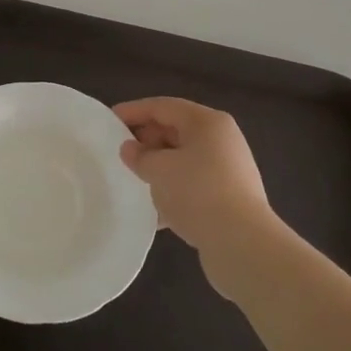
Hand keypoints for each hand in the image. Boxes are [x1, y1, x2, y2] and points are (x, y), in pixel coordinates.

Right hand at [114, 98, 284, 294]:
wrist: (242, 244)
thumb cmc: (197, 193)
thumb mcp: (158, 169)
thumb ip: (139, 155)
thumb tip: (130, 149)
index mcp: (207, 122)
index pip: (163, 106)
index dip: (133, 111)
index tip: (108, 120)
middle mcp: (222, 140)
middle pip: (176, 130)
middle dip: (147, 140)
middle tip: (121, 154)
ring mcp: (229, 169)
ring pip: (184, 159)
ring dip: (159, 168)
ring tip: (134, 181)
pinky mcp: (230, 197)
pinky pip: (193, 184)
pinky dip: (174, 190)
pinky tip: (155, 211)